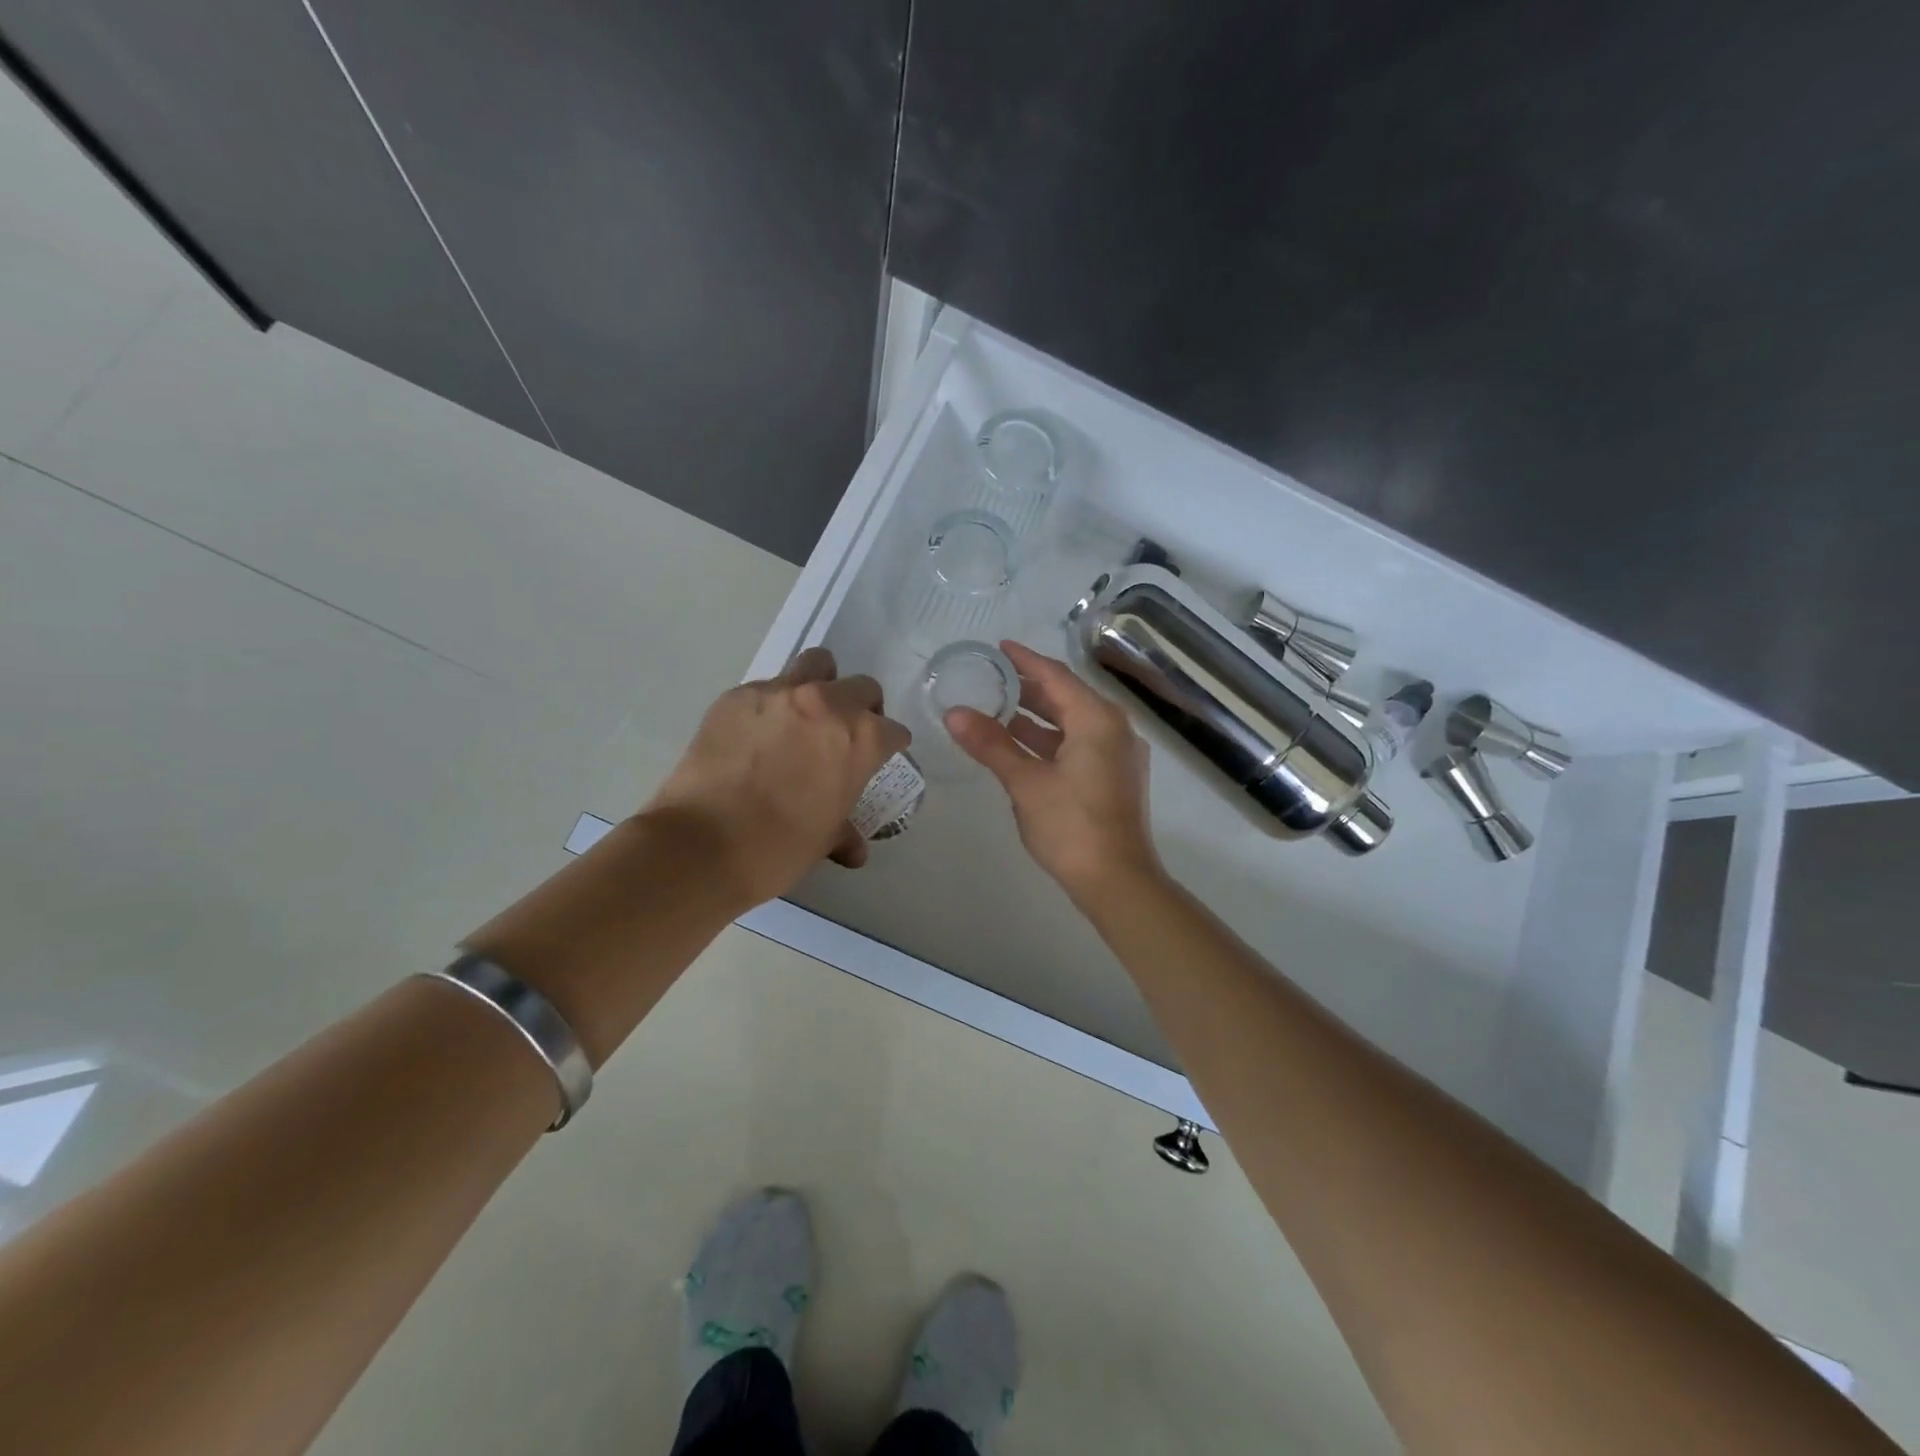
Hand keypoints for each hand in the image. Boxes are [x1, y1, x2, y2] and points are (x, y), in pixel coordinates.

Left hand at [644, 648, 909, 904]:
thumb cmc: (778, 849)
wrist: (702, 845)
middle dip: (861, 708)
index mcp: (860, 739)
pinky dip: (772, 705)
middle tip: (843, 736)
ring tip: (805, 715)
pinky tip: (755, 735)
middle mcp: (827, 704)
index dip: (887, 747)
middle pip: (862, 687)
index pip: (892, 731)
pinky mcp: (738, 696)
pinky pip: (766, 688)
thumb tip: (854, 848)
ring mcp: (780, 693)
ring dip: (821, 684)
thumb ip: (843, 831)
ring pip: (816, 665)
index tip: (877, 759)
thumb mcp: (823, 840)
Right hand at [946, 640, 1161, 900]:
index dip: (1025, 661)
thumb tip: (954, 714)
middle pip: (1067, 697)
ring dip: (1038, 717)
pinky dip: (1051, 741)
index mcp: (1097, 720)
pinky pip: (1080, 744)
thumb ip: (991, 744)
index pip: (1056, 677)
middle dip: (1030, 688)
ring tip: (998, 710)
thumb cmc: (1071, 826)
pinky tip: (1022, 747)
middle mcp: (1114, 729)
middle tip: (993, 678)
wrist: (1117, 881)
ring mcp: (1118, 755)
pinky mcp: (1115, 779)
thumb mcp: (1025, 782)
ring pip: (1073, 724)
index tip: (999, 648)